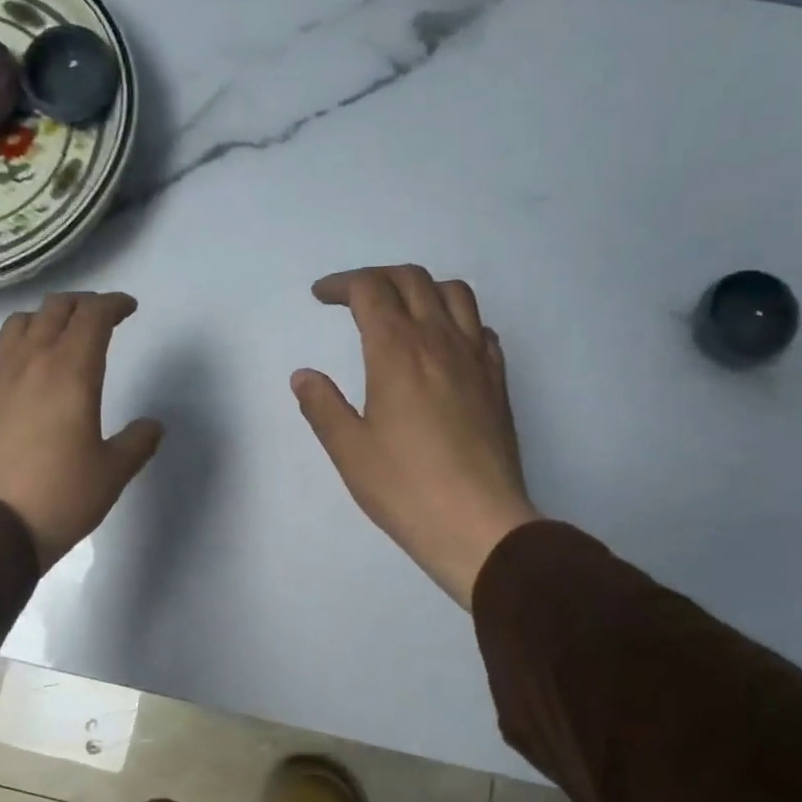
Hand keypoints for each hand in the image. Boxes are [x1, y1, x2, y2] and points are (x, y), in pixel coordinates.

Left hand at [0, 292, 163, 570]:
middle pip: (55, 309)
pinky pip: (2, 351)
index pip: (93, 316)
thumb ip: (138, 442)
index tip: (129, 308)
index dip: (114, 304)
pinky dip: (23, 343)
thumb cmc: (60, 497)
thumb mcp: (112, 473)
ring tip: (63, 334)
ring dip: (47, 317)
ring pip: (20, 323)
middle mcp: (32, 363)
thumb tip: (152, 426)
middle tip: (102, 316)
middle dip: (83, 304)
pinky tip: (33, 371)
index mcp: (71, 372)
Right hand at [292, 265, 540, 608]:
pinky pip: (480, 328)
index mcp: (397, 351)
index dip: (341, 284)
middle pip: (412, 279)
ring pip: (454, 293)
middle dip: (377, 277)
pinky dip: (457, 319)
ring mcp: (476, 358)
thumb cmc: (405, 488)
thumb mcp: (349, 450)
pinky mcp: (498, 381)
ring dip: (421, 288)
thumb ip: (323, 406)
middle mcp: (440, 341)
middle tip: (352, 298)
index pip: (370, 290)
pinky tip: (444, 345)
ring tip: (401, 309)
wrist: (479, 523)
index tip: (321, 296)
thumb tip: (304, 375)